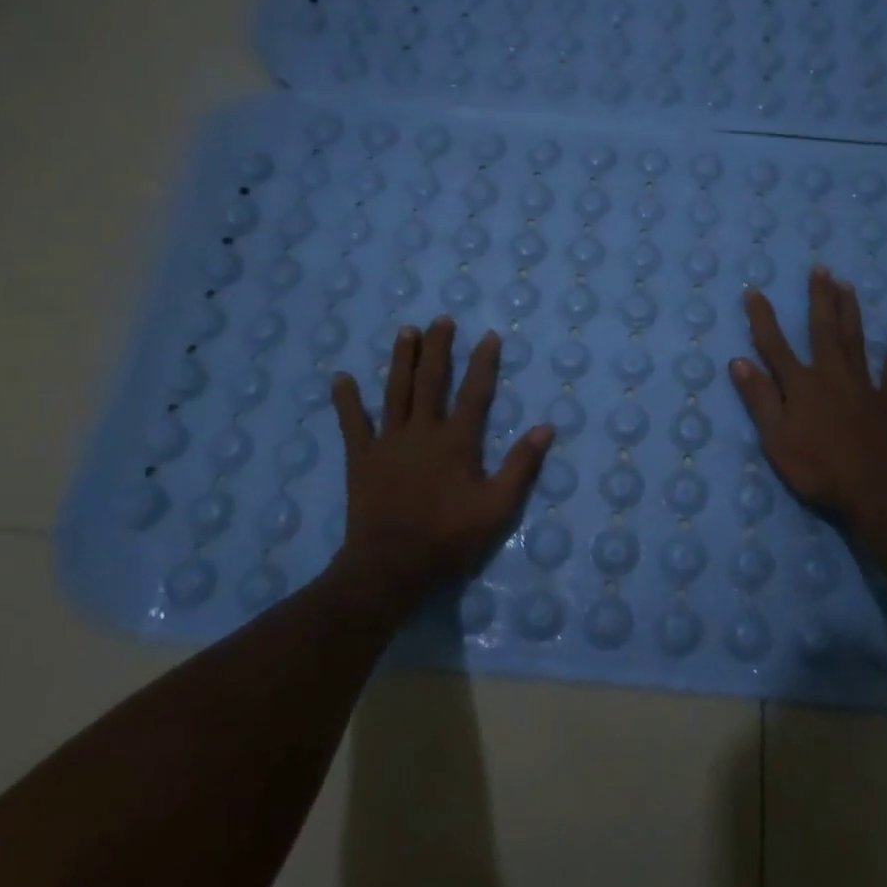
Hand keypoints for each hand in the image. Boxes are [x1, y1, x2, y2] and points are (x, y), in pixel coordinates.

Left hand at [329, 318, 551, 611]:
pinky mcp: (361, 459)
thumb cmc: (449, 538)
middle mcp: (422, 431)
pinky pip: (352, 424)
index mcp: (456, 442)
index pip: (474, 393)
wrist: (391, 566)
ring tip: (406, 331)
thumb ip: (522, 466)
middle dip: (438, 349)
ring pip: (395, 392)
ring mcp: (388, 442)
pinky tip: (341, 377)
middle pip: (431, 381)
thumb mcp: (498, 508)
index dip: (483, 363)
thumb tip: (545, 427)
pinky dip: (346, 400)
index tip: (489, 335)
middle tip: (441, 319)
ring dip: (401, 360)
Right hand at [729, 268, 886, 527]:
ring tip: (847, 284)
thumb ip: (760, 399)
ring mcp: (864, 385)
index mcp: (801, 385)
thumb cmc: (817, 469)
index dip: (763, 318)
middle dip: (819, 298)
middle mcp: (832, 375)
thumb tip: (739, 361)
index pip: (775, 345)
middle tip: (820, 269)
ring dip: (850, 311)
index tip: (754, 291)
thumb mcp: (776, 439)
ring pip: (856, 340)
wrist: (873, 492)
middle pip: (823, 330)